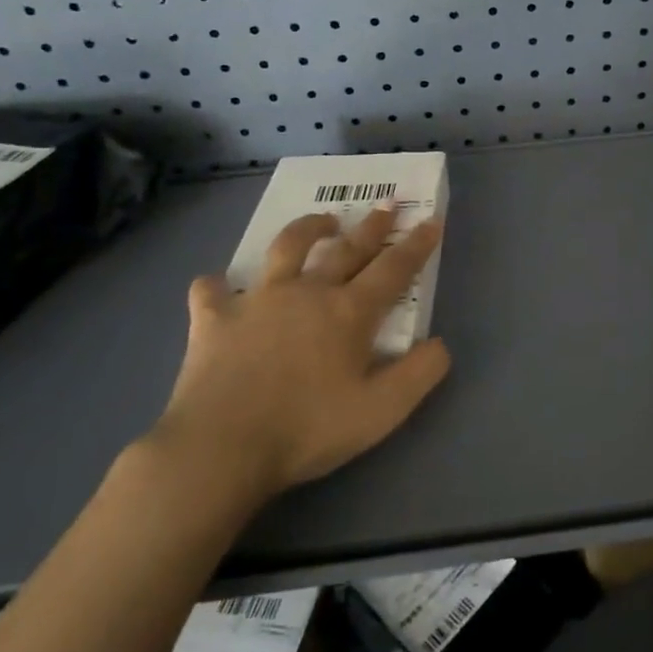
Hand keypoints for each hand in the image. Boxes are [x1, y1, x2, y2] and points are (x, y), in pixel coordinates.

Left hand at [148, 204, 449, 516]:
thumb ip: (418, 375)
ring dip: (308, 228)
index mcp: (348, 312)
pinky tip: (218, 287)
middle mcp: (307, 292)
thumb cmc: (307, 429)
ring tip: (323, 221)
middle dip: (372, 226)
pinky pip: (212, 290)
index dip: (416, 245)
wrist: (222, 446)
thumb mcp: (381, 412)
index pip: (393, 269)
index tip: (431, 221)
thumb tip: (440, 344)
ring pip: (286, 248)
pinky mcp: (214, 318)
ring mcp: (257, 300)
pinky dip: (217, 286)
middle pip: (346, 249)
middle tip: (387, 204)